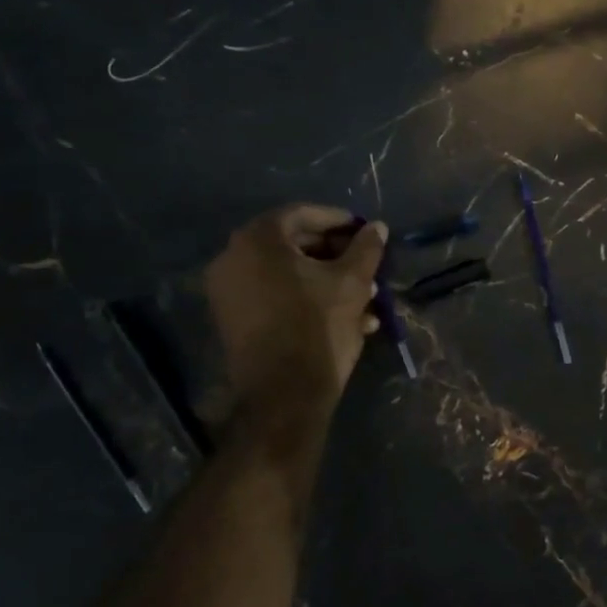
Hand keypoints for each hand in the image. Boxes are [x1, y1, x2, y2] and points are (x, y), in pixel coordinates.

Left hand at [205, 206, 386, 412]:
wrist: (284, 393)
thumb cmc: (319, 326)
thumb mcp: (353, 282)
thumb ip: (366, 248)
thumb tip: (378, 227)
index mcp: (258, 239)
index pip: (302, 214)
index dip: (339, 220)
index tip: (365, 232)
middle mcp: (233, 257)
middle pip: (292, 244)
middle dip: (335, 254)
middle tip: (366, 265)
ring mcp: (228, 291)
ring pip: (287, 274)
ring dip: (326, 280)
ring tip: (365, 297)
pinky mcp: (233, 320)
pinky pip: (275, 296)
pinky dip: (306, 299)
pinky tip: (345, 318)